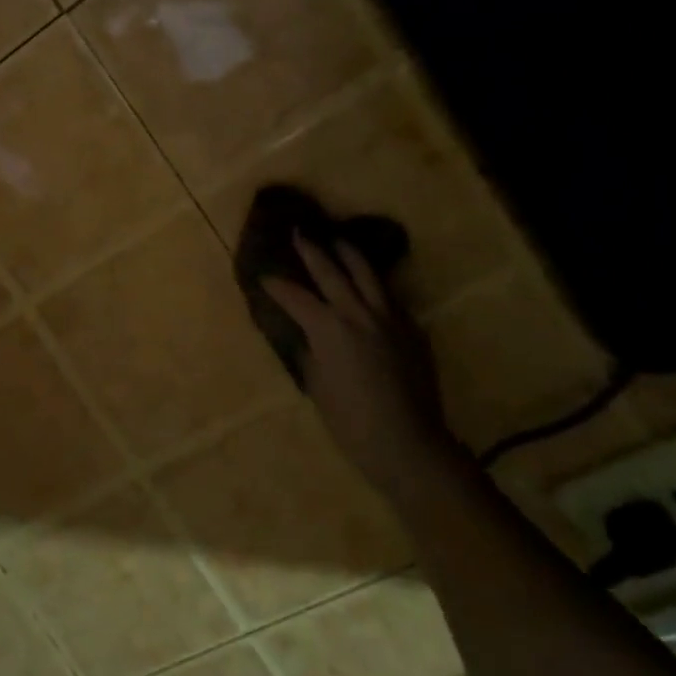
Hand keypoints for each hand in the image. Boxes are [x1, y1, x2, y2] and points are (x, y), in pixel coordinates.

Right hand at [262, 235, 464, 494]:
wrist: (407, 442)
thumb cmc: (351, 422)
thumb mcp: (318, 386)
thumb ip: (310, 352)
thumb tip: (306, 335)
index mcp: (329, 329)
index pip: (296, 297)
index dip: (277, 286)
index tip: (264, 276)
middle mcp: (358, 313)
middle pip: (332, 271)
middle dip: (312, 251)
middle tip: (300, 233)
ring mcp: (389, 317)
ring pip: (367, 274)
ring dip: (349, 254)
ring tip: (338, 240)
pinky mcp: (411, 328)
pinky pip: (389, 296)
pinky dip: (373, 283)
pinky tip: (368, 283)